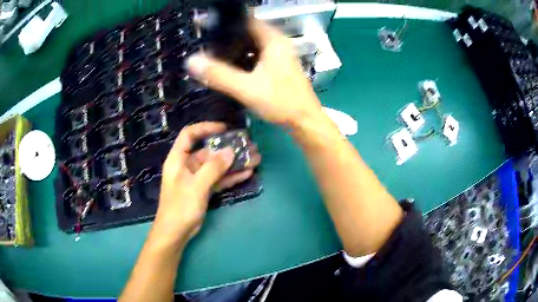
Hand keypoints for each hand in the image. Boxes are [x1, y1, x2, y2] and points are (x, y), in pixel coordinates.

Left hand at [154, 122, 259, 243]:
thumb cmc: (180, 207)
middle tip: (248, 145)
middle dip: (228, 148)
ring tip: (254, 158)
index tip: (225, 128)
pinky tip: (247, 173)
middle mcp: (187, 165)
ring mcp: (197, 178)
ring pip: (216, 166)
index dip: (206, 128)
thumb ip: (213, 168)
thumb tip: (230, 151)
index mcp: (178, 159)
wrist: (176, 233)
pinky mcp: (204, 189)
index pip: (190, 135)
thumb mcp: (196, 186)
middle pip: (208, 151)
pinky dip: (231, 176)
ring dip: (233, 162)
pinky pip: (219, 179)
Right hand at [187, 19, 323, 128]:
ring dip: (234, 49)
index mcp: (273, 40)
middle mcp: (277, 43)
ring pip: (251, 45)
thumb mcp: (247, 88)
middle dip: (227, 37)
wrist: (305, 121)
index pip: (247, 20)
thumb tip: (192, 61)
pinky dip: (242, 59)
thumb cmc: (282, 102)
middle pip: (247, 32)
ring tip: (212, 54)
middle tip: (205, 44)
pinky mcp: (277, 67)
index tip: (207, 27)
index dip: (227, 23)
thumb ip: (219, 75)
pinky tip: (228, 67)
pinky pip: (255, 56)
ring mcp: (278, 55)